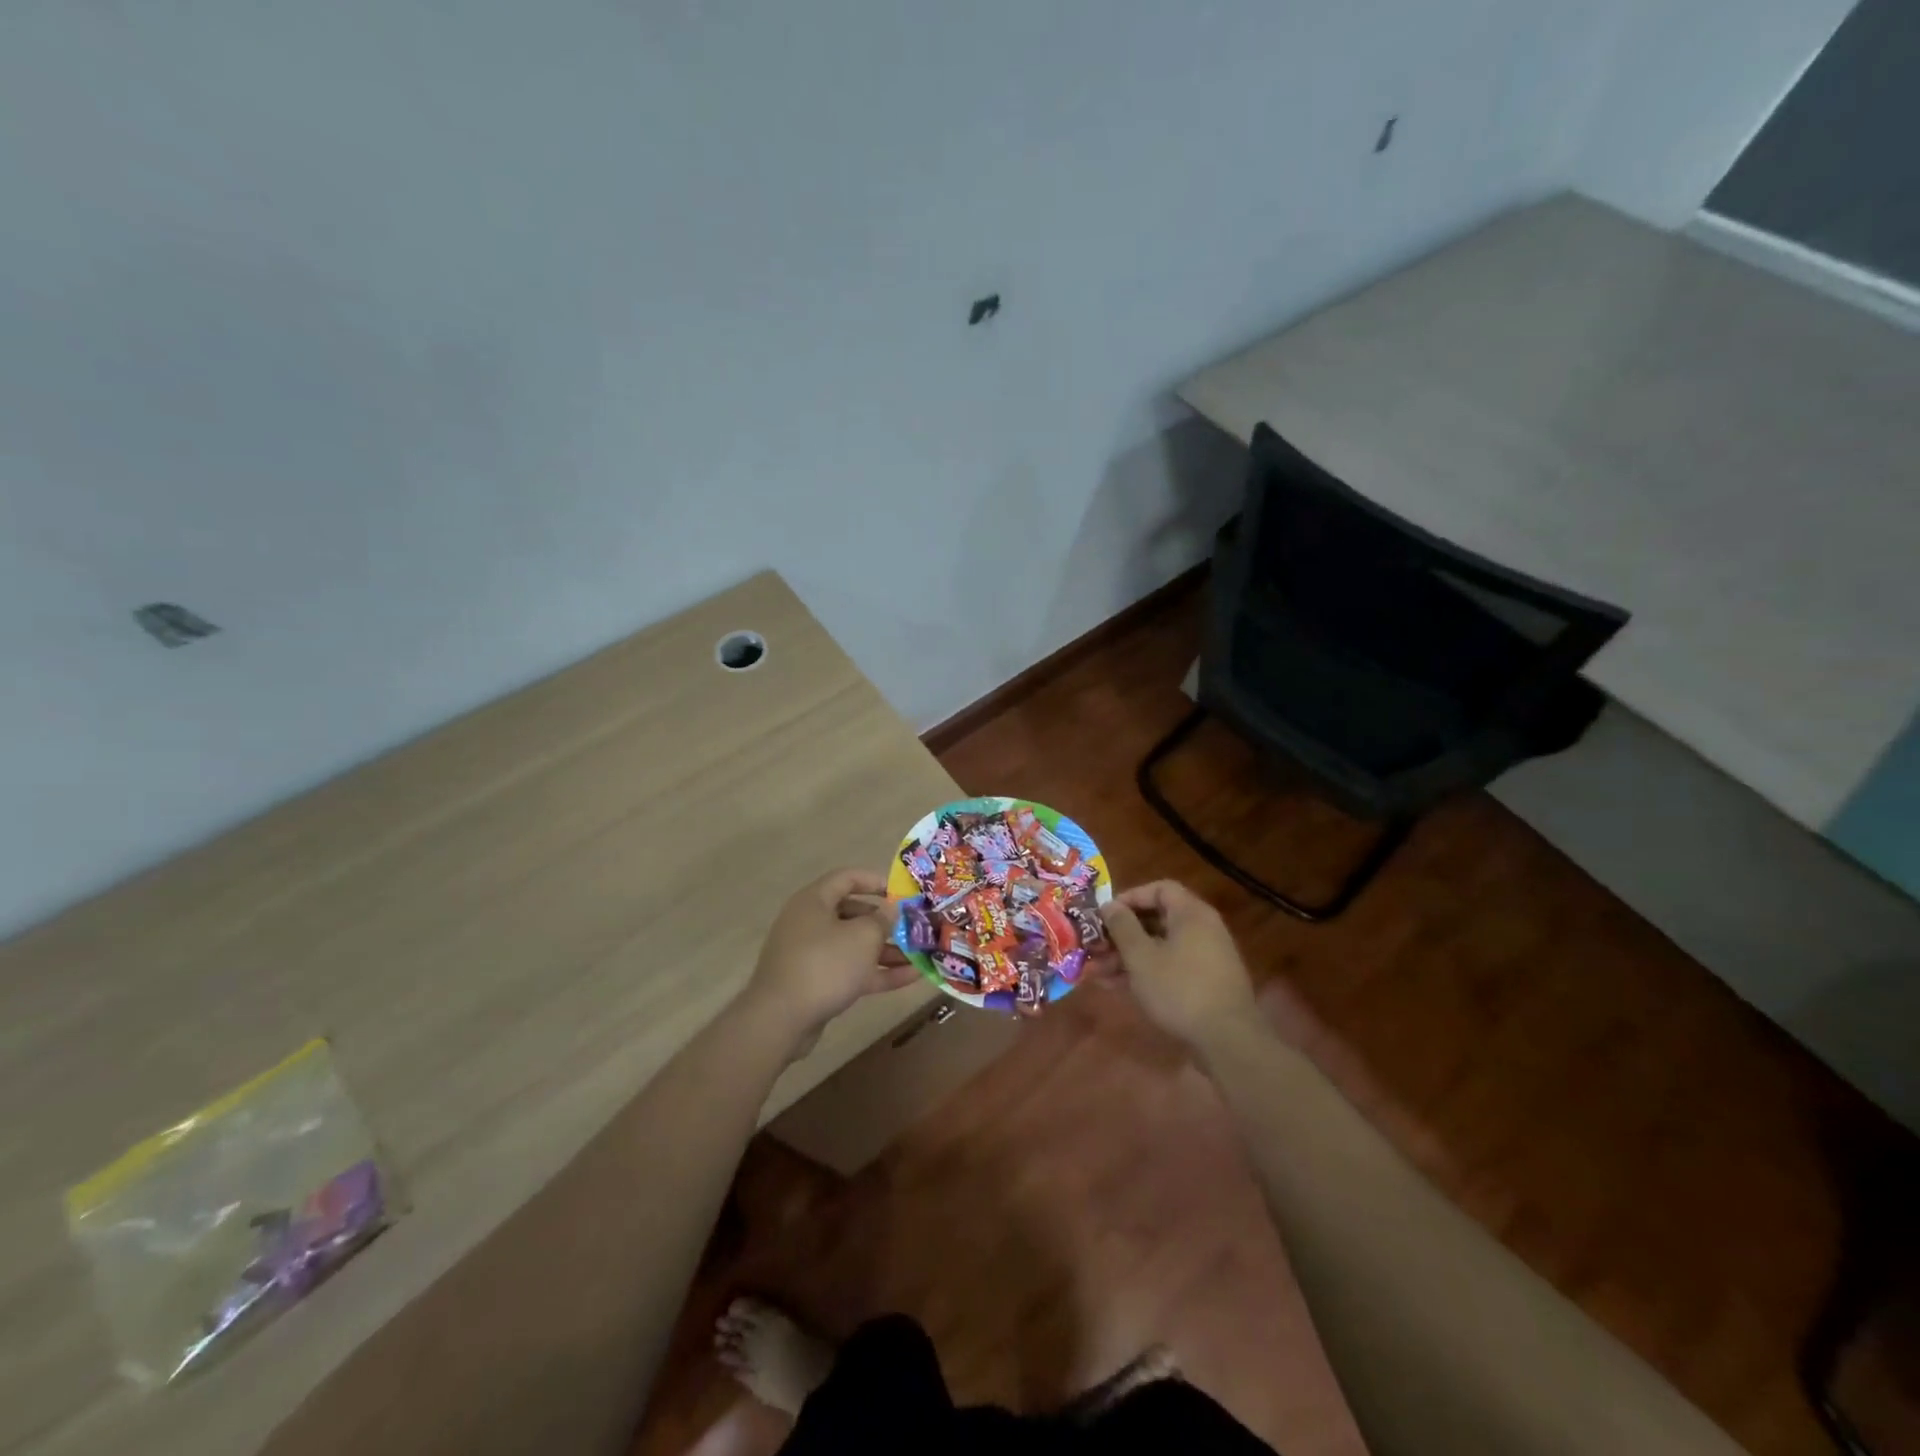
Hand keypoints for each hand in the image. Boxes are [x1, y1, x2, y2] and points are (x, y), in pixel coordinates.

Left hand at [744, 868, 920, 1040]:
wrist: (780, 1020)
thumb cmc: (824, 965)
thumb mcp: (862, 937)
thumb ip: (882, 919)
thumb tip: (891, 908)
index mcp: (815, 901)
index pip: (847, 878)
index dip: (875, 881)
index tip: (901, 892)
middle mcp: (810, 922)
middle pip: (853, 913)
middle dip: (886, 921)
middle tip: (914, 926)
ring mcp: (812, 954)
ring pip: (854, 945)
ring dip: (887, 950)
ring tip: (920, 955)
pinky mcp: (816, 983)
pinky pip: (851, 970)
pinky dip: (877, 972)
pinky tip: (911, 978)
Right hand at [1101, 880, 1259, 1049]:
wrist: (1228, 1040)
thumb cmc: (1179, 988)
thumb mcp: (1141, 956)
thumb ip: (1122, 927)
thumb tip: (1109, 905)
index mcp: (1191, 914)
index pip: (1159, 889)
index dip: (1130, 897)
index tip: (1106, 914)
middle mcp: (1203, 929)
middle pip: (1157, 919)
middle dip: (1122, 933)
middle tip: (1096, 947)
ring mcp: (1207, 957)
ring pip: (1160, 947)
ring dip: (1128, 956)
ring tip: (1098, 973)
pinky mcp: (1206, 983)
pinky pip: (1171, 966)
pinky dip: (1146, 972)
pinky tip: (1118, 988)